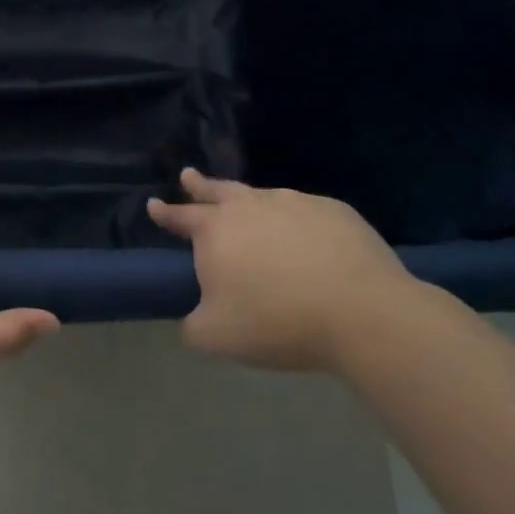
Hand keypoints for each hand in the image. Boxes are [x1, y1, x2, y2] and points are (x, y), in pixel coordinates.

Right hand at [148, 168, 419, 371]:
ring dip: (250, 202)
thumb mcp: (217, 337)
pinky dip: (297, 222)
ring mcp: (294, 203)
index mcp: (216, 231)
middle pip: (218, 190)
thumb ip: (193, 325)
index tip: (154, 204)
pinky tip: (307, 240)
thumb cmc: (278, 322)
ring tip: (250, 210)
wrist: (361, 312)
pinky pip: (306, 212)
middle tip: (189, 176)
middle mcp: (251, 206)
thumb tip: (194, 317)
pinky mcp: (334, 210)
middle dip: (199, 184)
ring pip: (262, 197)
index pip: (182, 216)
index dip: (165, 212)